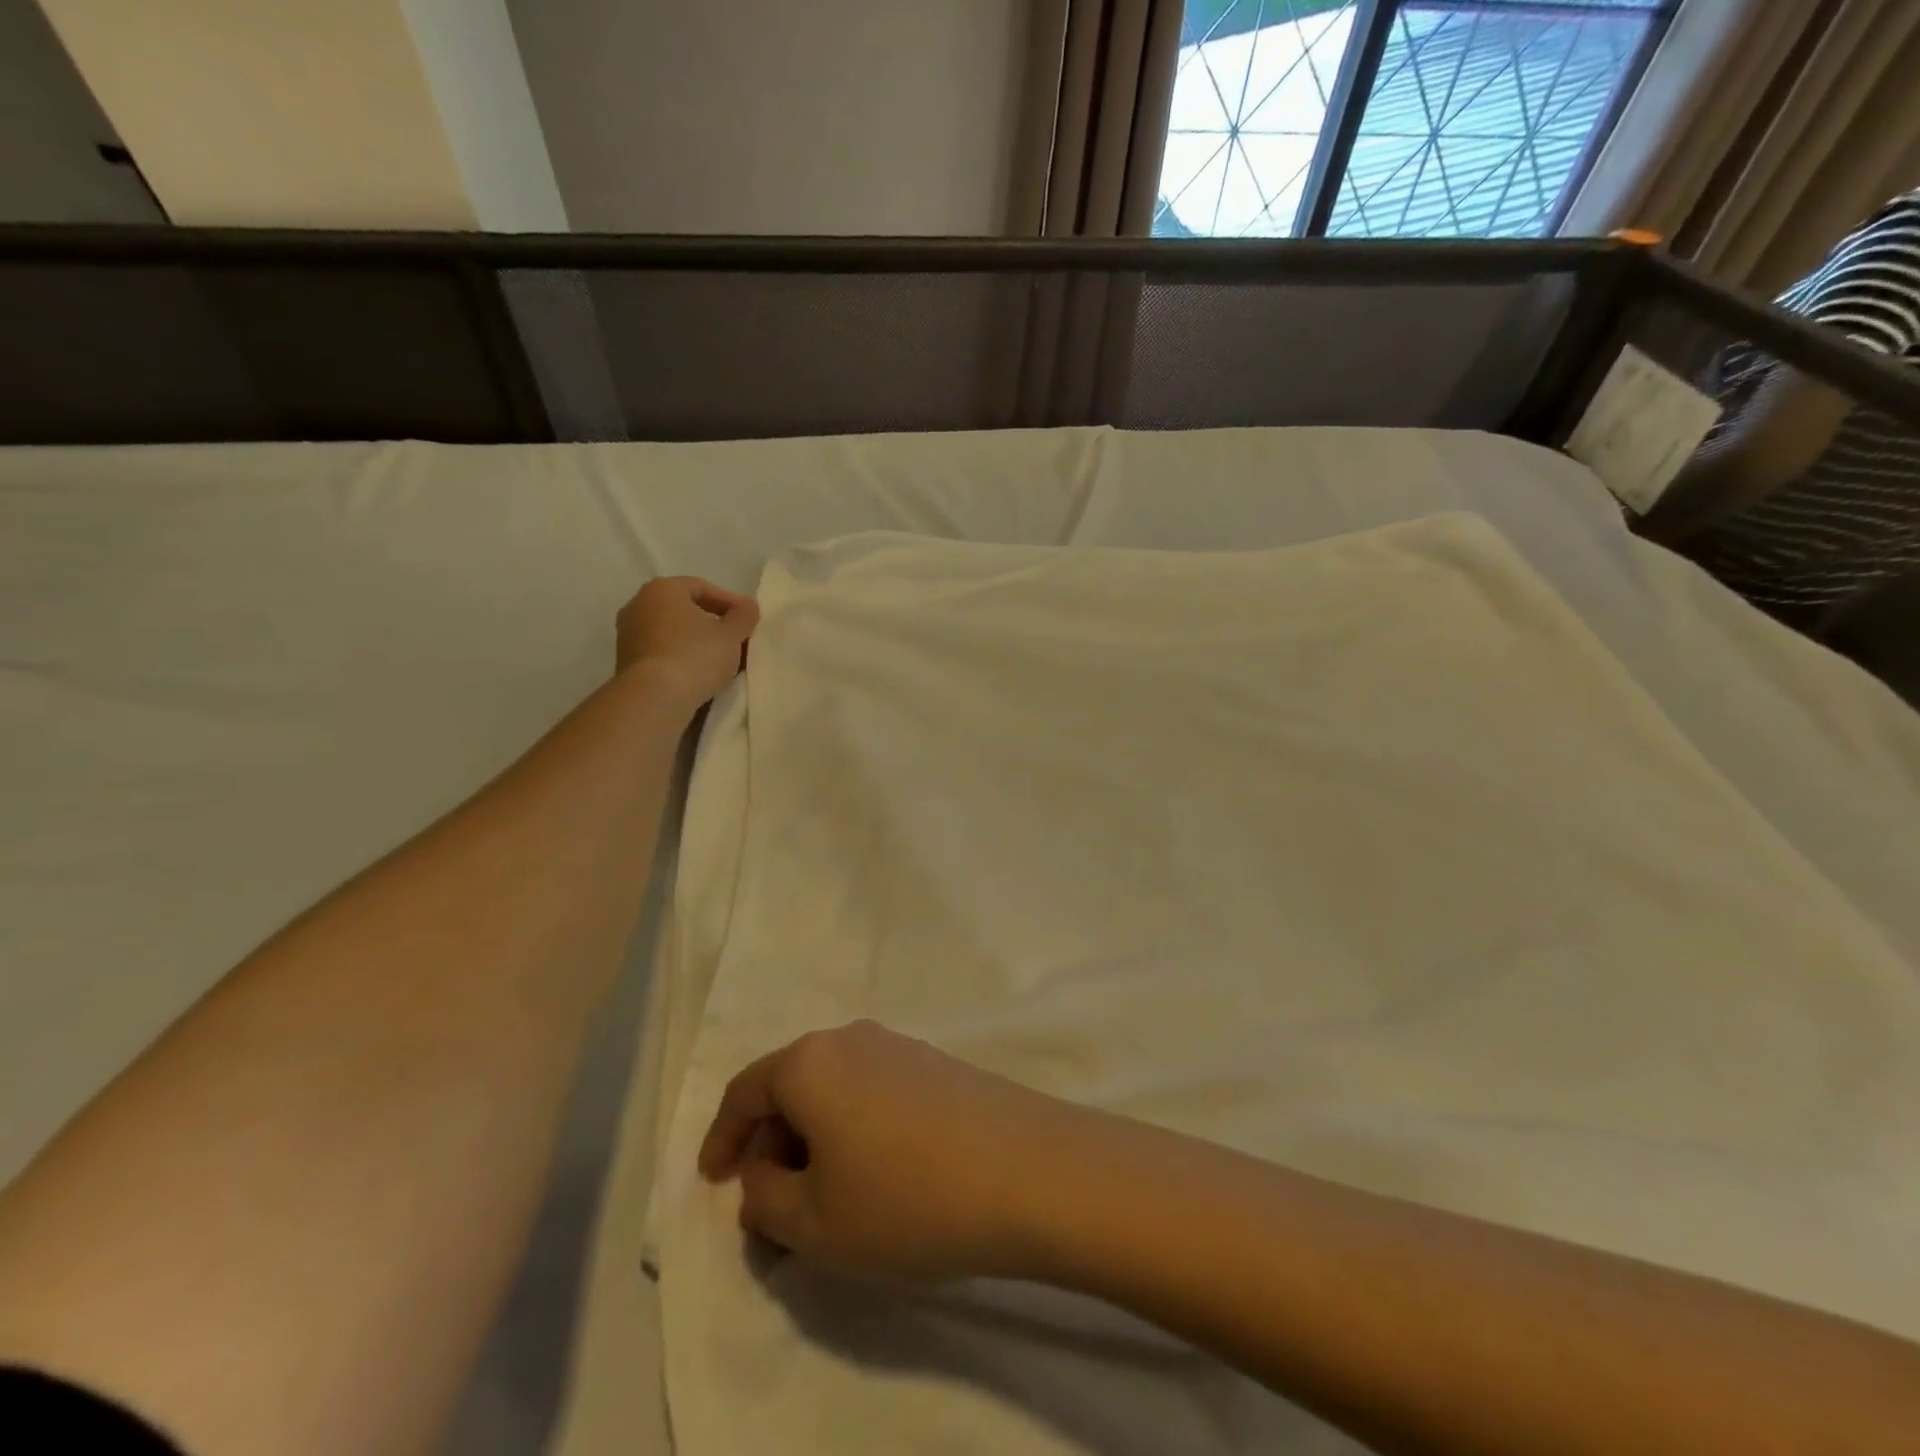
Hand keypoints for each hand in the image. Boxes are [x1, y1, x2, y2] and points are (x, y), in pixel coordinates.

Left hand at [615, 576, 758, 703]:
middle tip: (736, 639)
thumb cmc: (696, 655)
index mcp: (662, 589)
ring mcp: (628, 634)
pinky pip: (661, 652)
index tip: (749, 620)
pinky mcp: (626, 661)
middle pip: (685, 610)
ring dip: (696, 642)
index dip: (730, 602)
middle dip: (712, 623)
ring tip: (720, 660)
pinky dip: (681, 657)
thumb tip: (748, 607)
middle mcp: (639, 604)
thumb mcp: (731, 635)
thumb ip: (743, 616)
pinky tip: (699, 673)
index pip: (702, 588)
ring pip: (672, 632)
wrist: (654, 697)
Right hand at [699, 1021, 1089, 1281]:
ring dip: (818, 1141)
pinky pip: (874, 1092)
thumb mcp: (814, 1223)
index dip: (721, 1138)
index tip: (713, 1181)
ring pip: (835, 1091)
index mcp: (810, 1062)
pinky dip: (856, 1131)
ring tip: (827, 1201)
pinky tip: (877, 1176)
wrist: (1028, 1170)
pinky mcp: (938, 1063)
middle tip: (774, 1209)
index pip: (745, 1092)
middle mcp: (852, 1038)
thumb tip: (764, 1176)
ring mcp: (900, 1045)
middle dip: (773, 1147)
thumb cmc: (905, 1198)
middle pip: (792, 1087)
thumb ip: (766, 1200)